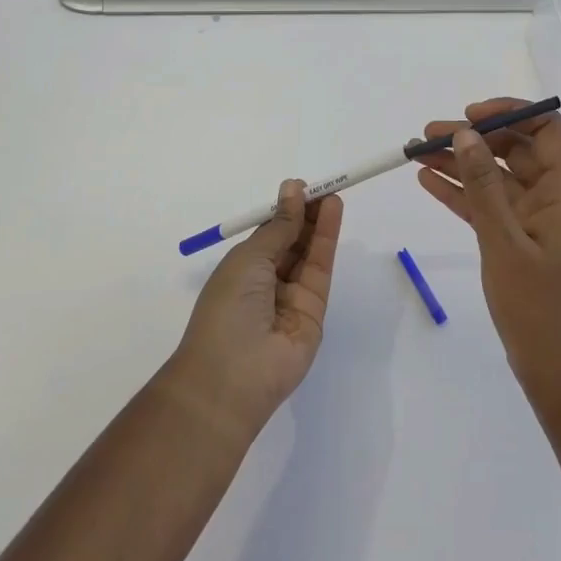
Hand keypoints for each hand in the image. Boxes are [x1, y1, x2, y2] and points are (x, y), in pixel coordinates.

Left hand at [167, 181, 342, 439]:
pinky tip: (332, 212)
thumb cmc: (228, 308)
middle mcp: (267, 281)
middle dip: (306, 213)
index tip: (301, 187)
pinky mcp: (315, 310)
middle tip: (323, 186)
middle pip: (293, 241)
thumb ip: (279, 226)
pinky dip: (327, 239)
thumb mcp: (249, 258)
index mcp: (242, 269)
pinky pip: (321, 269)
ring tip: (332, 192)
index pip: (269, 233)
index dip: (285, 210)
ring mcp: (292, 297)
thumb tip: (292, 189)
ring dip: (320, 221)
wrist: (233, 375)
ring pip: (309, 252)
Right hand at [414, 98, 560, 407]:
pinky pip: (487, 204)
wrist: (552, 370)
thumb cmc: (537, 306)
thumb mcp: (504, 242)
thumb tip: (466, 134)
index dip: (511, 114)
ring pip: (495, 176)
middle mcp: (552, 198)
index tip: (471, 116)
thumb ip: (483, 186)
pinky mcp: (515, 239)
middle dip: (473, 137)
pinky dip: (461, 192)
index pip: (546, 130)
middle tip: (429, 133)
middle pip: (514, 150)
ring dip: (460, 163)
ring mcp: (533, 219)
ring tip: (418, 151)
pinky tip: (427, 181)